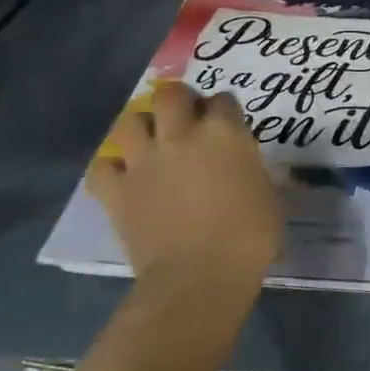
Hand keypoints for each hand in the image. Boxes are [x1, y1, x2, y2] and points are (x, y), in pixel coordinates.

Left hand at [85, 80, 281, 289]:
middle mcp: (181, 136)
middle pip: (171, 94)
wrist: (200, 276)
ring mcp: (144, 162)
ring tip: (152, 145)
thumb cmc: (249, 239)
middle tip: (186, 120)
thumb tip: (241, 171)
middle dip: (179, 101)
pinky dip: (110, 169)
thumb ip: (250, 172)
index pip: (223, 100)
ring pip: (130, 121)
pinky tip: (123, 178)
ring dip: (143, 128)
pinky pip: (102, 167)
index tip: (228, 125)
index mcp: (224, 134)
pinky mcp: (117, 191)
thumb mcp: (268, 197)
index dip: (225, 111)